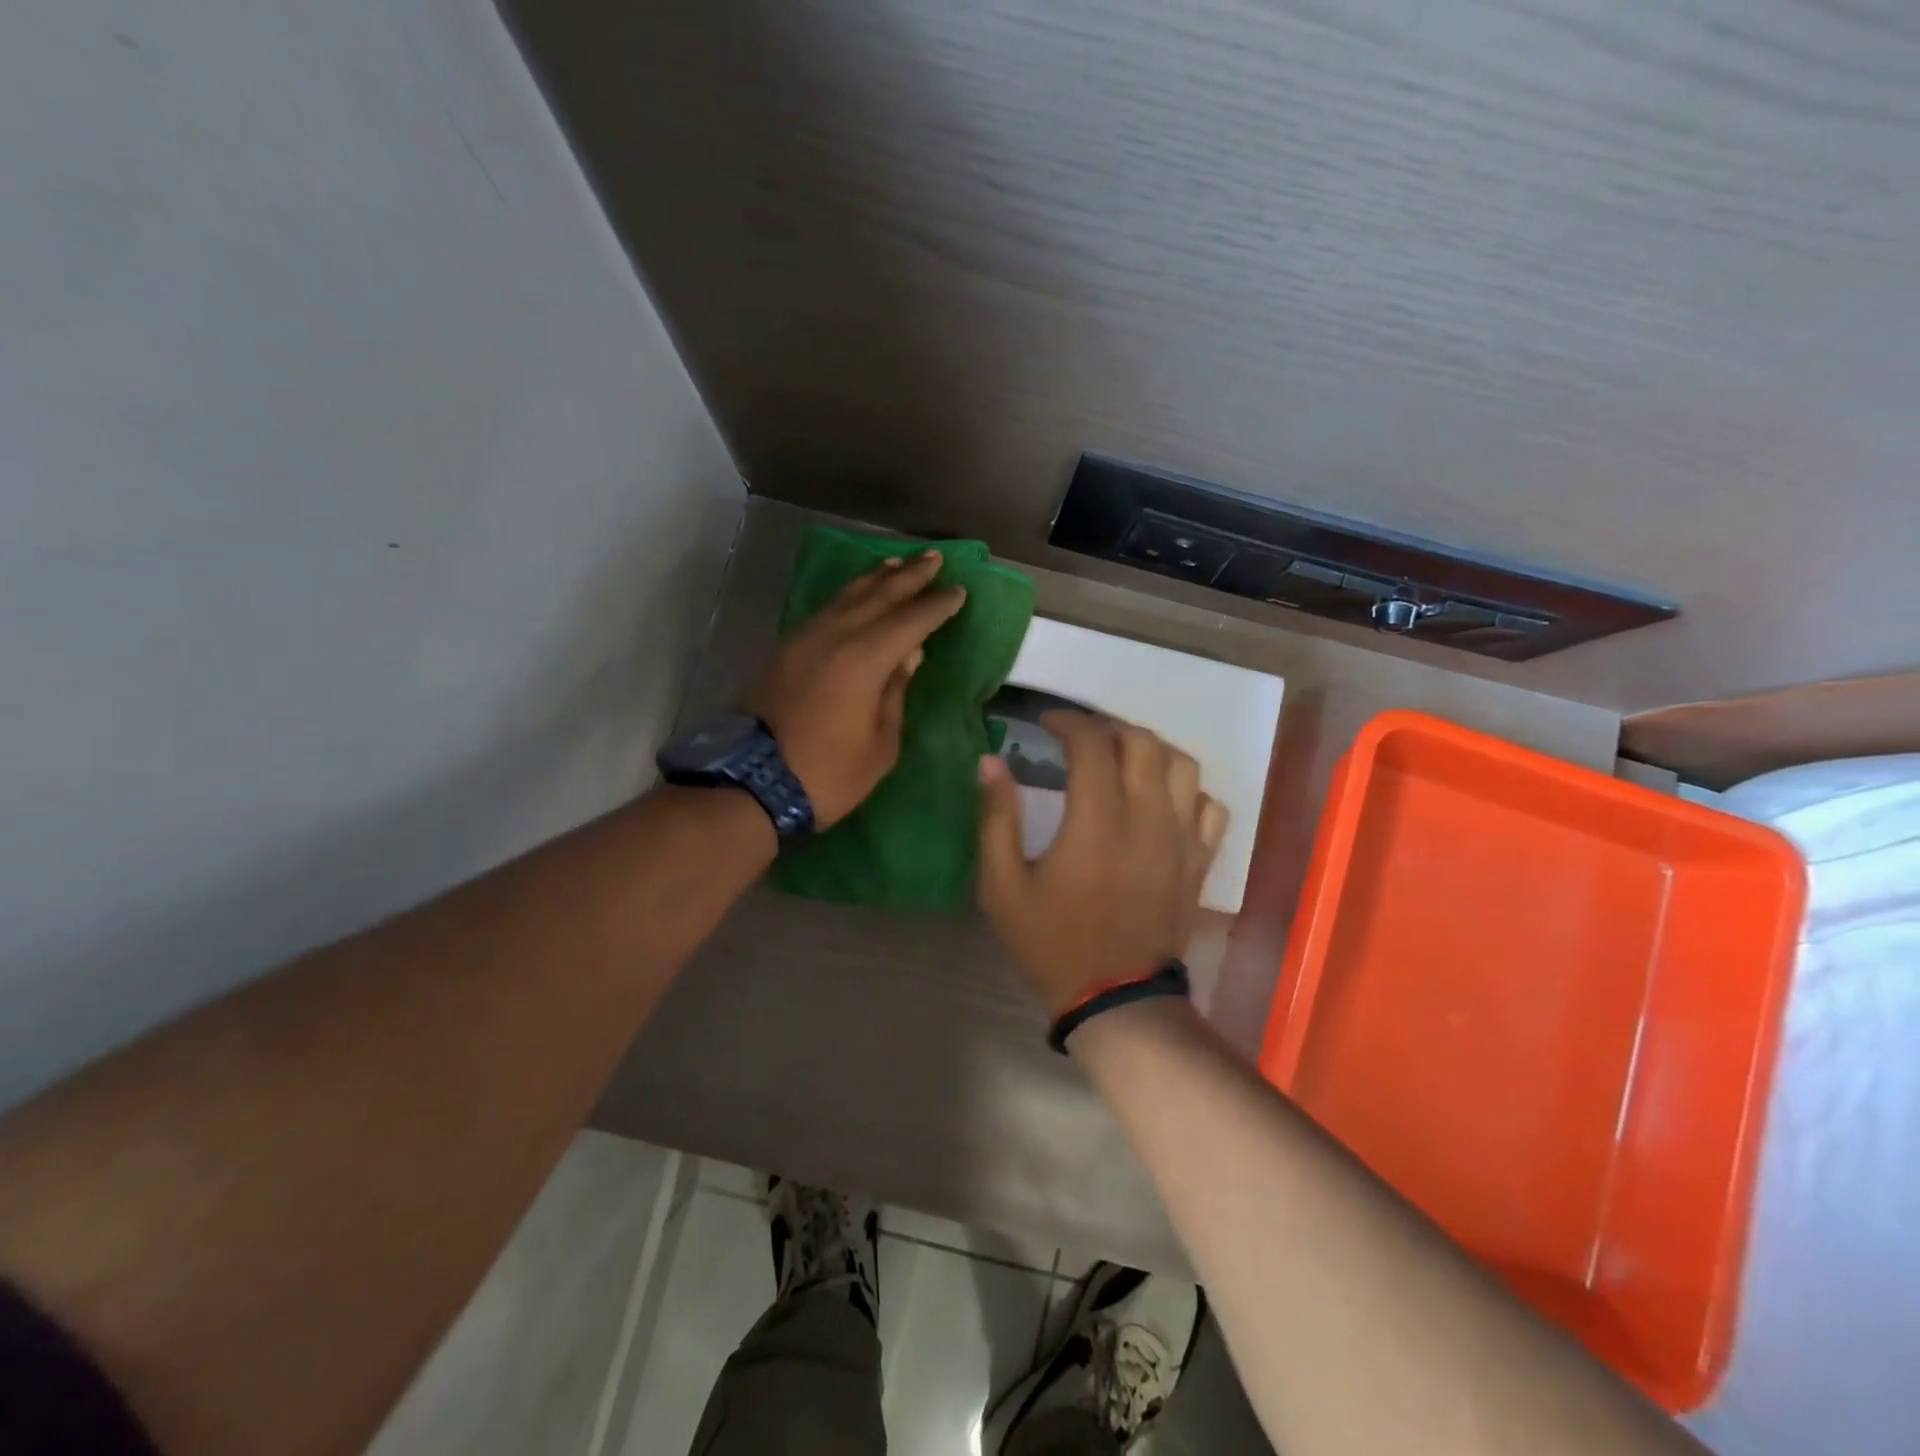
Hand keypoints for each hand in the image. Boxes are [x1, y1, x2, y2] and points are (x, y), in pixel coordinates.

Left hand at [748, 550, 965, 827]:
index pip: (910, 621)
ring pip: (847, 596)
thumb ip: (896, 693)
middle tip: (935, 558)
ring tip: (897, 563)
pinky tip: (856, 595)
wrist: (751, 784)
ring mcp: (804, 639)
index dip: (936, 606)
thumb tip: (909, 655)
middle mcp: (834, 636)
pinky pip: (826, 609)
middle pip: (878, 595)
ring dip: (875, 577)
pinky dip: (848, 595)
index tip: (958, 591)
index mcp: (863, 659)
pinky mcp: (785, 649)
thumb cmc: (827, 773)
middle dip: (910, 576)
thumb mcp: (880, 745)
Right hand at [978, 713, 1227, 1015]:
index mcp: (1096, 823)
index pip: (1092, 744)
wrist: (1115, 998)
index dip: (1068, 722)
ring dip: (1150, 748)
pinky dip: (1187, 789)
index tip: (1046, 724)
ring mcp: (1182, 839)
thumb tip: (990, 761)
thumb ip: (996, 818)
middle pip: (1142, 742)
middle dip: (1108, 727)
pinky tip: (1161, 798)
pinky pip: (1209, 805)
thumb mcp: (1003, 886)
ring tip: (1123, 758)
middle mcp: (1147, 819)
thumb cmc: (1052, 942)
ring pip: (1183, 764)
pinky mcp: (1200, 860)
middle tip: (1082, 738)